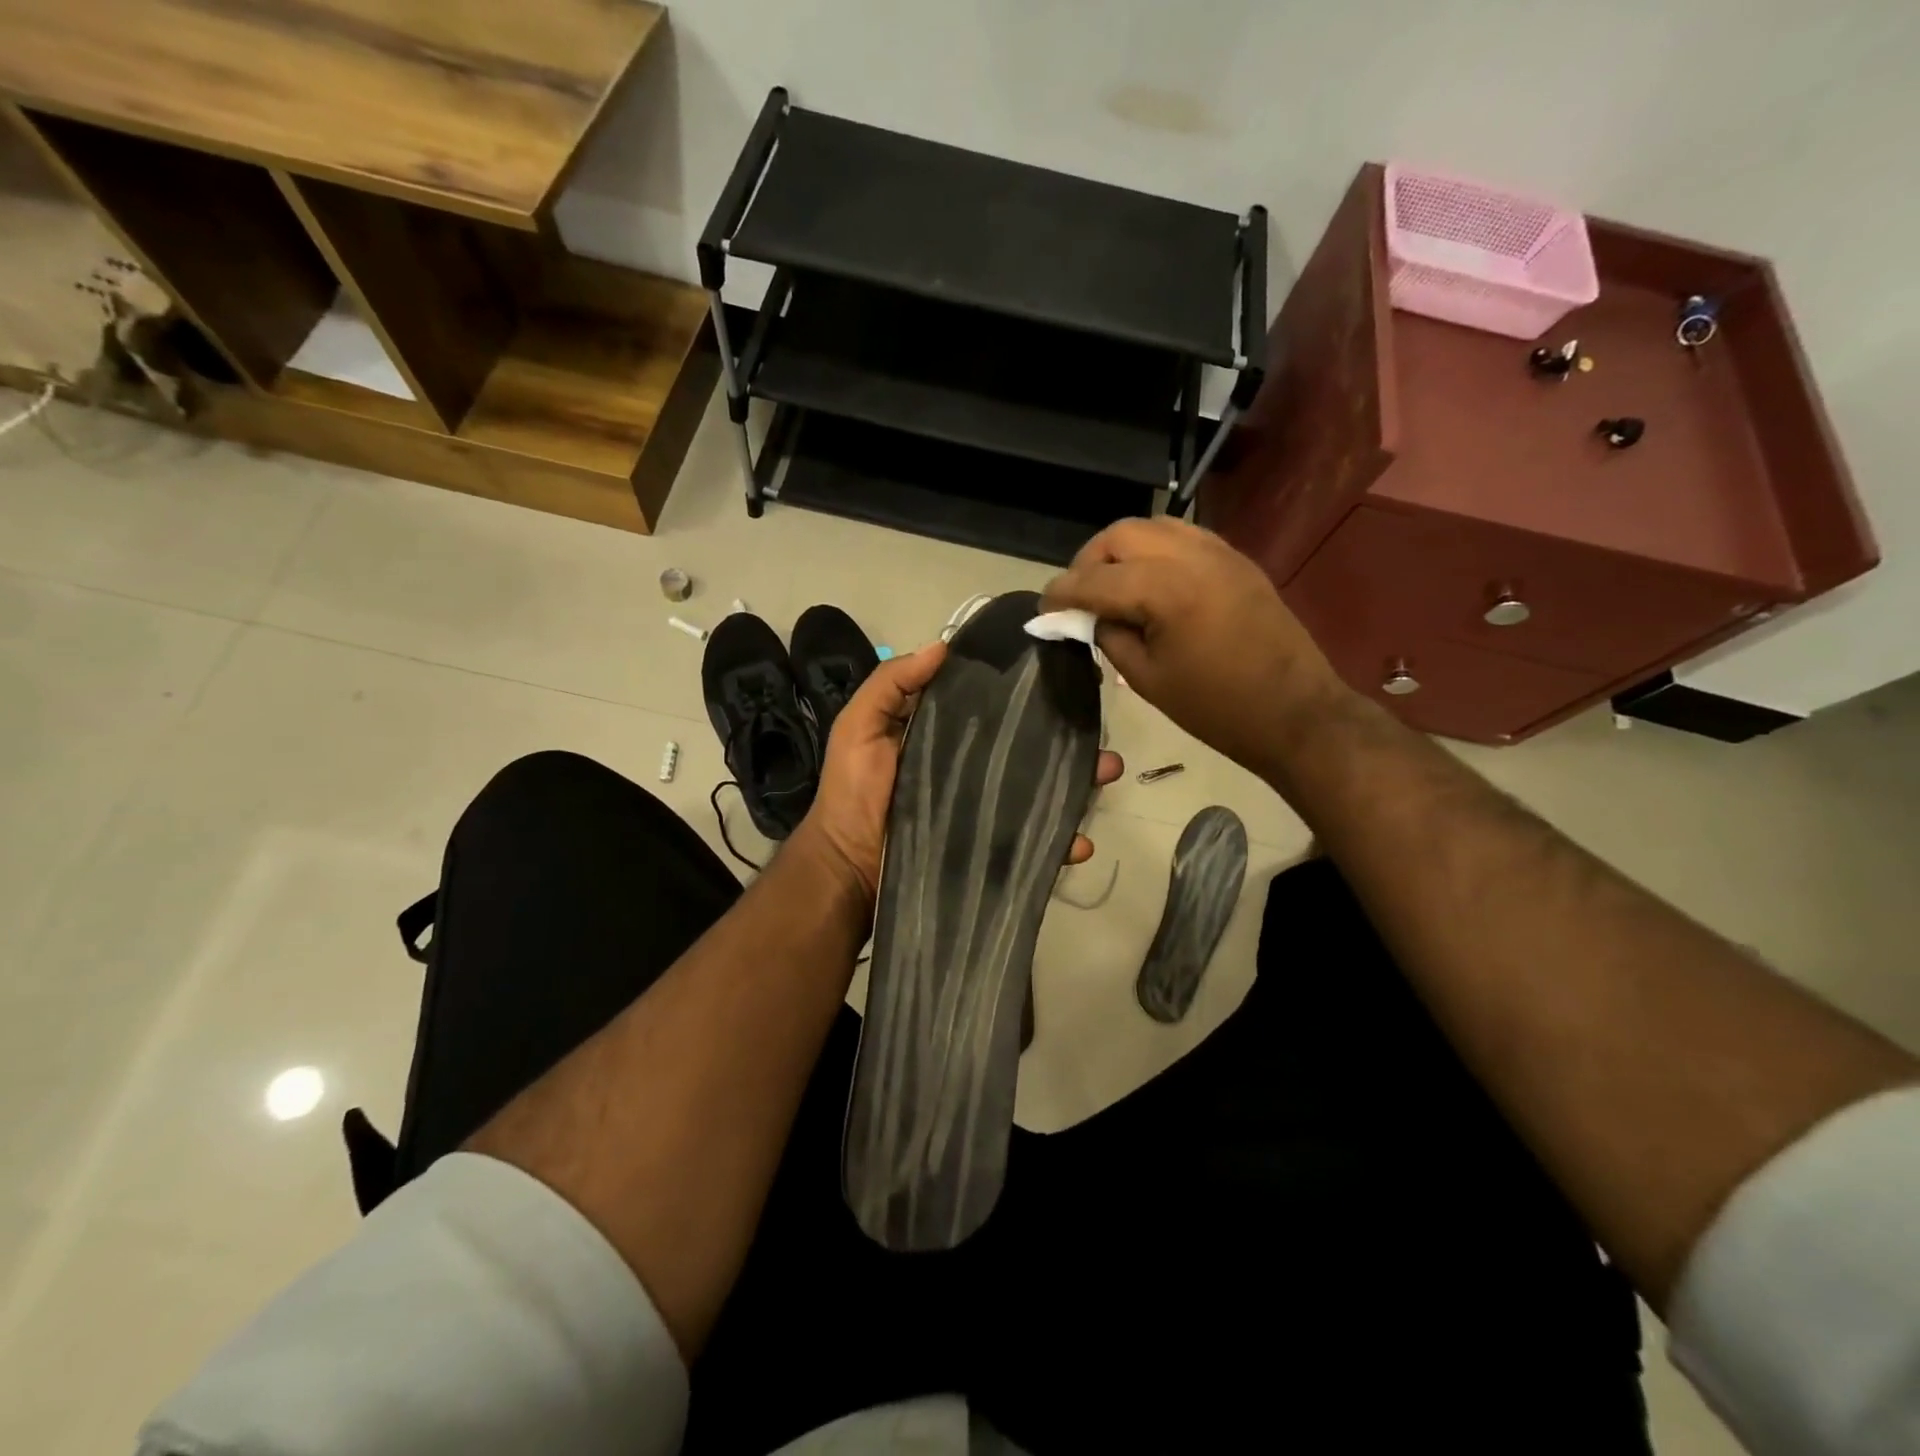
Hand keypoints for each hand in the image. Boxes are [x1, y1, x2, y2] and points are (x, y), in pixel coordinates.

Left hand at [798, 640, 1123, 901]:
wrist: (848, 870)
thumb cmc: (854, 794)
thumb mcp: (860, 727)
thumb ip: (893, 684)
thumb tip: (945, 645)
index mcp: (949, 735)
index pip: (997, 706)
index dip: (1029, 690)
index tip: (1067, 671)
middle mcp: (975, 768)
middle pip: (1032, 747)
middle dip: (1070, 736)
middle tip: (1100, 728)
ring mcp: (987, 810)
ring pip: (1045, 790)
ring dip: (1082, 782)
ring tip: (1107, 772)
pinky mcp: (993, 849)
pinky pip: (1036, 844)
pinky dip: (1063, 842)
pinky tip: (1080, 841)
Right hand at [1042, 517, 1351, 773]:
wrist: (1296, 712)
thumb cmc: (1216, 708)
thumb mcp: (1146, 679)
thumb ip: (1109, 636)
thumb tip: (1088, 616)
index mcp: (1165, 589)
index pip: (1095, 580)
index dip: (1062, 592)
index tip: (1043, 607)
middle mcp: (1190, 556)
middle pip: (1120, 536)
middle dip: (1089, 561)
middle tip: (1078, 596)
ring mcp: (1218, 552)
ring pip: (1152, 527)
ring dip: (1121, 550)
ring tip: (1110, 585)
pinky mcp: (1236, 560)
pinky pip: (1182, 537)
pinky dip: (1154, 550)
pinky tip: (1148, 581)